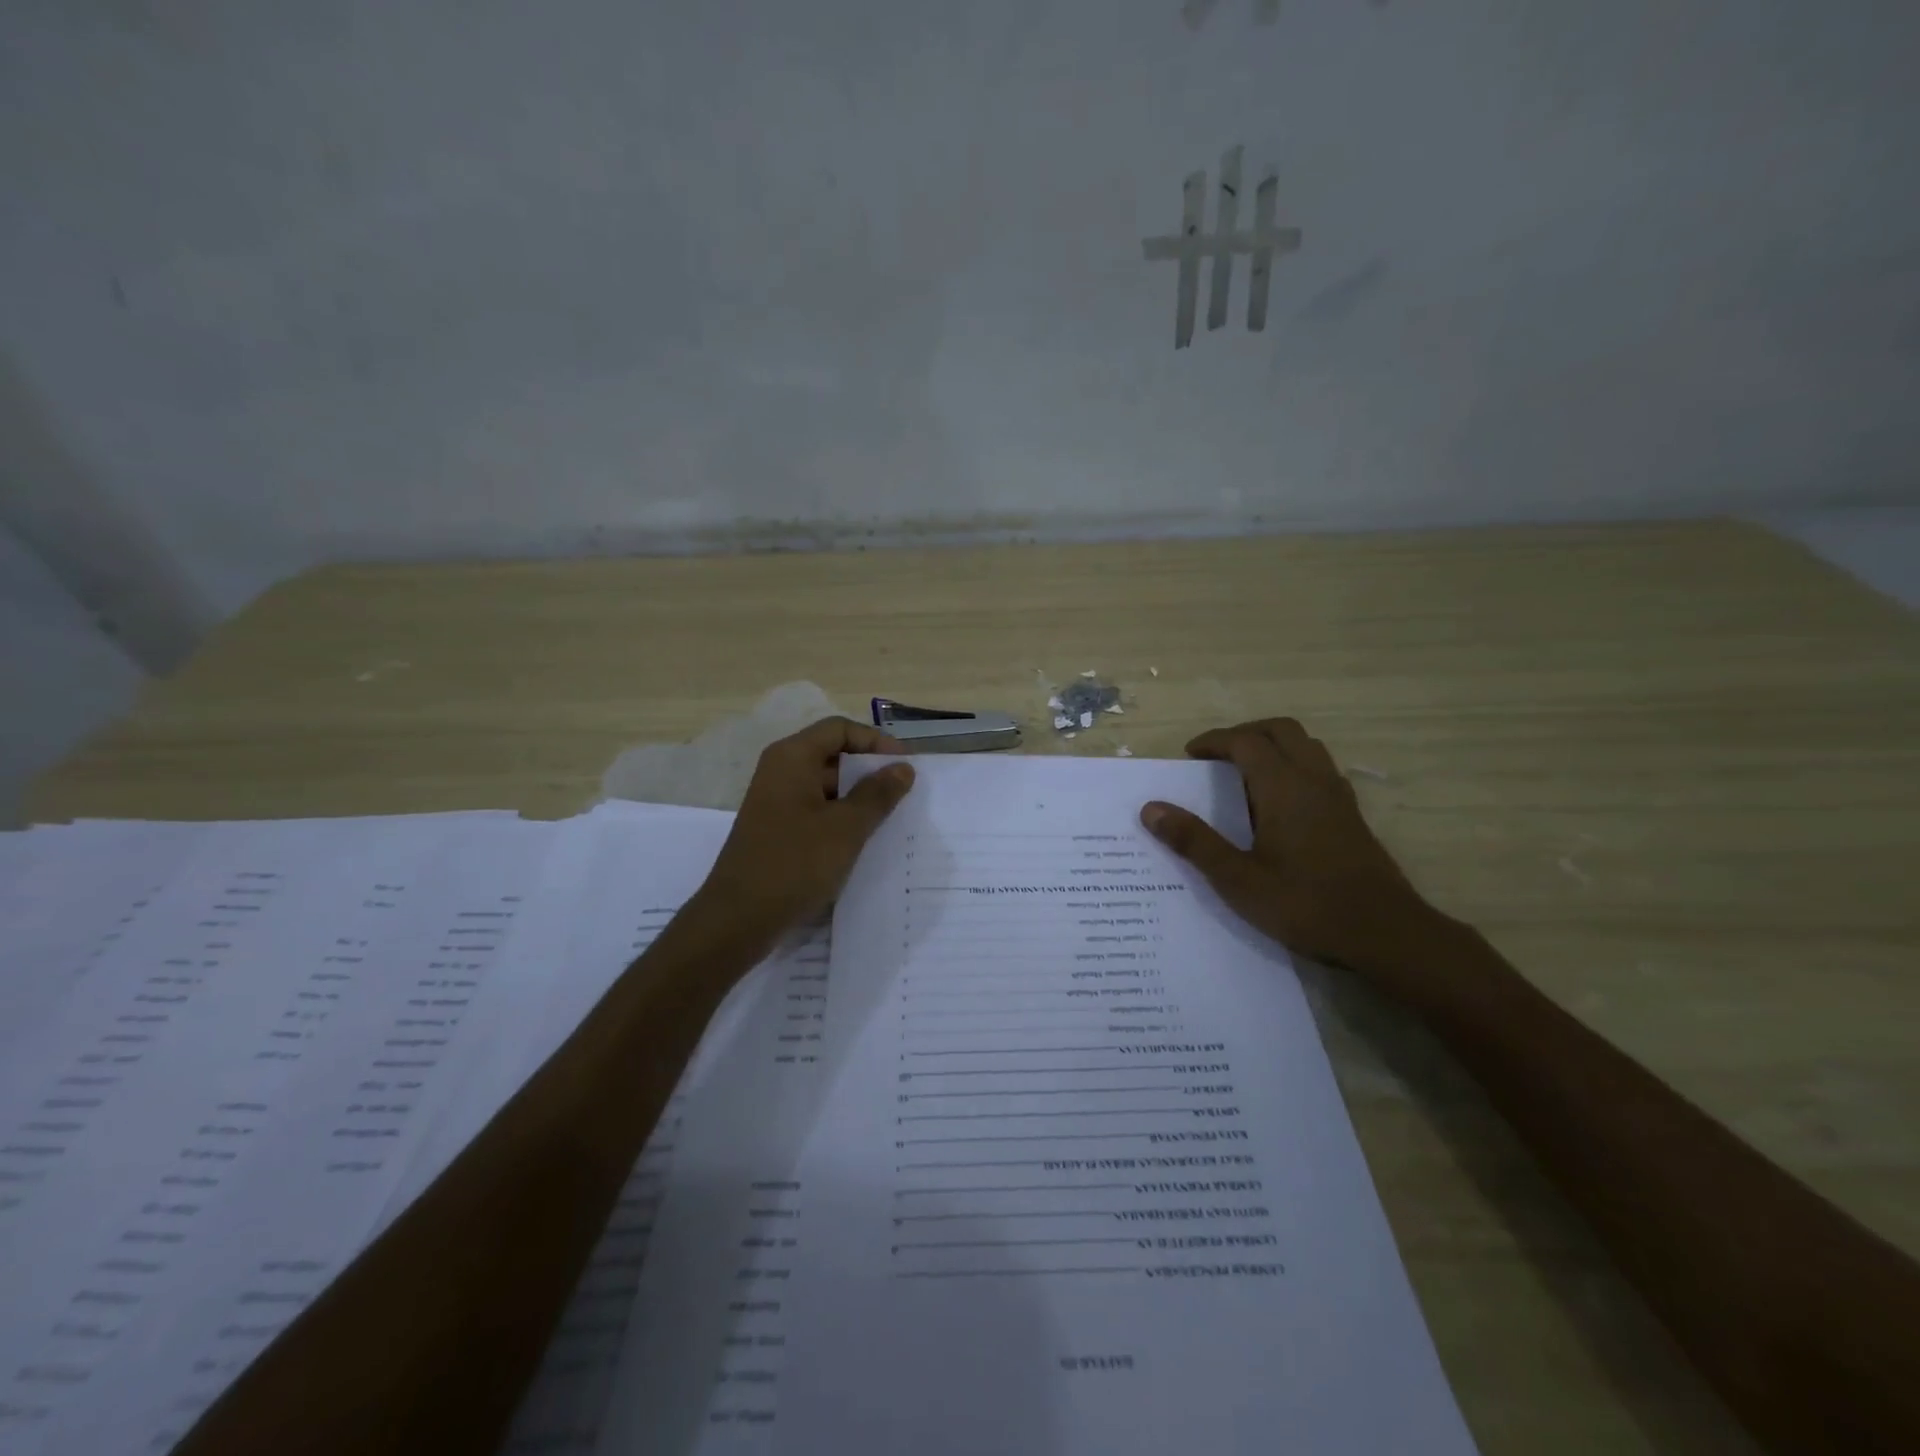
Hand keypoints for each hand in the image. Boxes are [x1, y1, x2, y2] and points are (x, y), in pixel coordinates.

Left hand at [686, 717, 915, 952]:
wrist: (739, 919)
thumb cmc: (794, 863)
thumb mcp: (846, 827)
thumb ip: (878, 794)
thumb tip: (903, 768)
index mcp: (792, 758)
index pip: (840, 729)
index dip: (876, 741)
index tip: (906, 765)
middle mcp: (781, 771)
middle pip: (833, 755)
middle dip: (870, 771)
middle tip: (906, 793)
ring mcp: (777, 802)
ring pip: (827, 787)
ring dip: (859, 798)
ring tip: (893, 818)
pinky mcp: (778, 830)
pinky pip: (817, 811)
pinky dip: (842, 819)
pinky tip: (865, 841)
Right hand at [1140, 718, 1427, 970]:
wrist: (1384, 933)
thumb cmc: (1304, 904)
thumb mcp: (1237, 879)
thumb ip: (1194, 841)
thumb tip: (1151, 809)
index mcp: (1283, 787)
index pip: (1245, 741)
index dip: (1214, 741)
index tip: (1189, 755)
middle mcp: (1313, 780)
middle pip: (1281, 731)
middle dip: (1245, 733)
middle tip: (1217, 756)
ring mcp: (1338, 797)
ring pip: (1306, 747)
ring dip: (1273, 747)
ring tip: (1245, 775)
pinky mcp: (1352, 816)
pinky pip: (1319, 770)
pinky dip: (1293, 767)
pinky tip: (1279, 804)